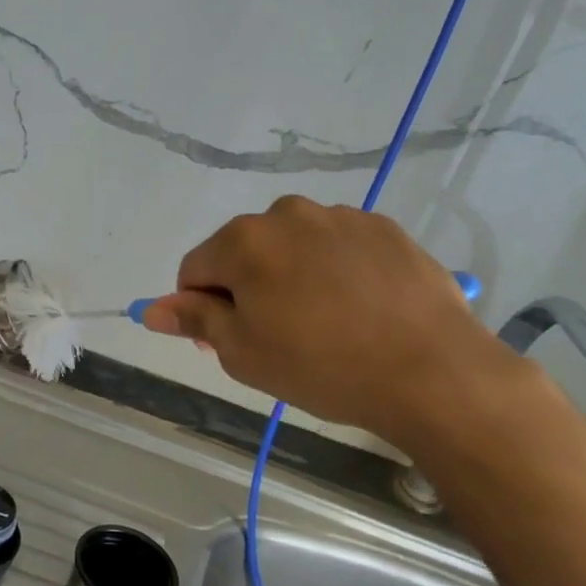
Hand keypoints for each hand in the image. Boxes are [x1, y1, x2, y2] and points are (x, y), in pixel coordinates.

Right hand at [141, 198, 518, 448]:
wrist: (433, 371)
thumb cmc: (323, 367)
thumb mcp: (244, 354)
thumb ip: (195, 320)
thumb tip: (152, 309)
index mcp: (244, 241)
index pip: (195, 268)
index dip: (202, 307)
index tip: (229, 342)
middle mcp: (287, 214)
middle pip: (245, 251)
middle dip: (248, 287)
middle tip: (279, 337)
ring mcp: (340, 216)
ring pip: (293, 246)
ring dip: (292, 275)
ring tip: (327, 323)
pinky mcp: (384, 227)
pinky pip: (338, 246)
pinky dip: (336, 270)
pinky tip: (361, 308)